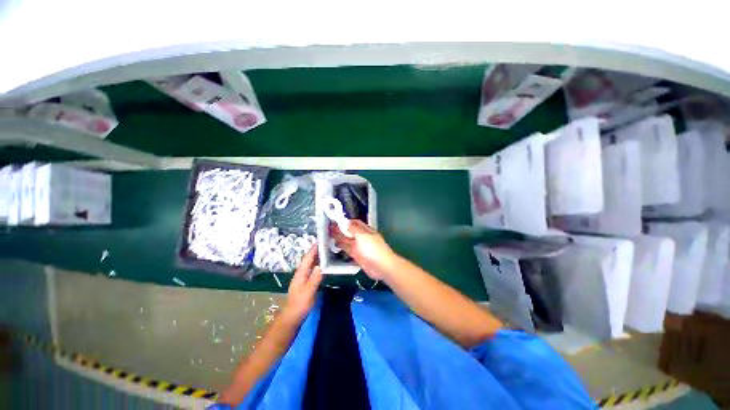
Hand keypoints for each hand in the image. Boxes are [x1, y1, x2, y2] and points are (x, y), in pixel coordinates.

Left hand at [282, 245, 322, 323]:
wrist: (292, 316)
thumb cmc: (300, 303)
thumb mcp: (309, 291)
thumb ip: (315, 278)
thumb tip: (321, 264)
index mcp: (301, 273)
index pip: (308, 257)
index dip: (314, 248)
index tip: (321, 239)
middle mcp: (301, 273)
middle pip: (309, 259)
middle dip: (317, 250)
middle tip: (327, 243)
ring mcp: (303, 278)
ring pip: (311, 264)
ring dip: (318, 257)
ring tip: (328, 251)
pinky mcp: (306, 282)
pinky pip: (313, 270)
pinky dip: (319, 265)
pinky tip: (324, 265)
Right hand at [330, 220, 397, 279]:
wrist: (381, 266)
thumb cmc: (373, 248)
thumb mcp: (363, 236)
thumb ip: (353, 229)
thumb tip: (346, 221)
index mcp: (366, 230)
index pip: (355, 223)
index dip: (346, 221)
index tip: (335, 220)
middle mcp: (362, 237)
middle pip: (350, 231)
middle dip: (340, 229)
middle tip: (328, 227)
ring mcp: (359, 247)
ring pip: (348, 240)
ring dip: (339, 237)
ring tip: (328, 234)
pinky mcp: (357, 256)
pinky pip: (347, 249)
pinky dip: (341, 246)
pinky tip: (335, 244)